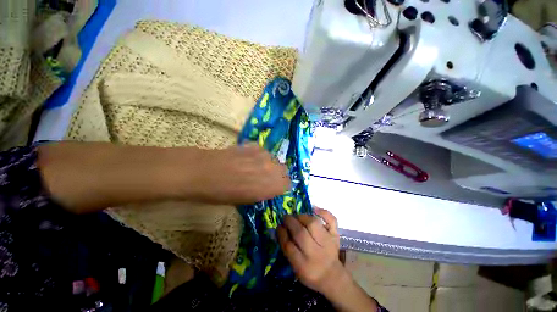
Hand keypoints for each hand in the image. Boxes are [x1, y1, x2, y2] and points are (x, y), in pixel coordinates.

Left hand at [192, 144, 289, 203]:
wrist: (205, 172)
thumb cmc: (223, 193)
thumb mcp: (246, 200)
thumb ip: (263, 192)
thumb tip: (267, 187)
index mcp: (271, 186)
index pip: (287, 184)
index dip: (280, 185)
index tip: (273, 187)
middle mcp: (272, 169)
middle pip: (283, 169)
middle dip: (276, 174)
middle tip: (264, 177)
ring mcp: (264, 155)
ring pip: (273, 159)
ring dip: (266, 163)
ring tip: (252, 166)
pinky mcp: (255, 145)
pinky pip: (262, 151)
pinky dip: (257, 155)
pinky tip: (245, 158)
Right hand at [278, 209, 379, 311]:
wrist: (332, 276)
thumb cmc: (310, 272)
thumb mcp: (295, 268)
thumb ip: (287, 249)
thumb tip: (281, 228)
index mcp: (303, 266)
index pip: (289, 246)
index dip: (282, 233)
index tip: (279, 226)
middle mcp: (316, 254)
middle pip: (301, 233)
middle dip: (290, 222)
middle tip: (285, 218)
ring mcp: (328, 243)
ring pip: (313, 224)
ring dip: (302, 217)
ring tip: (297, 216)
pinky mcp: (335, 235)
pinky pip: (331, 220)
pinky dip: (323, 212)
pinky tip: (314, 209)